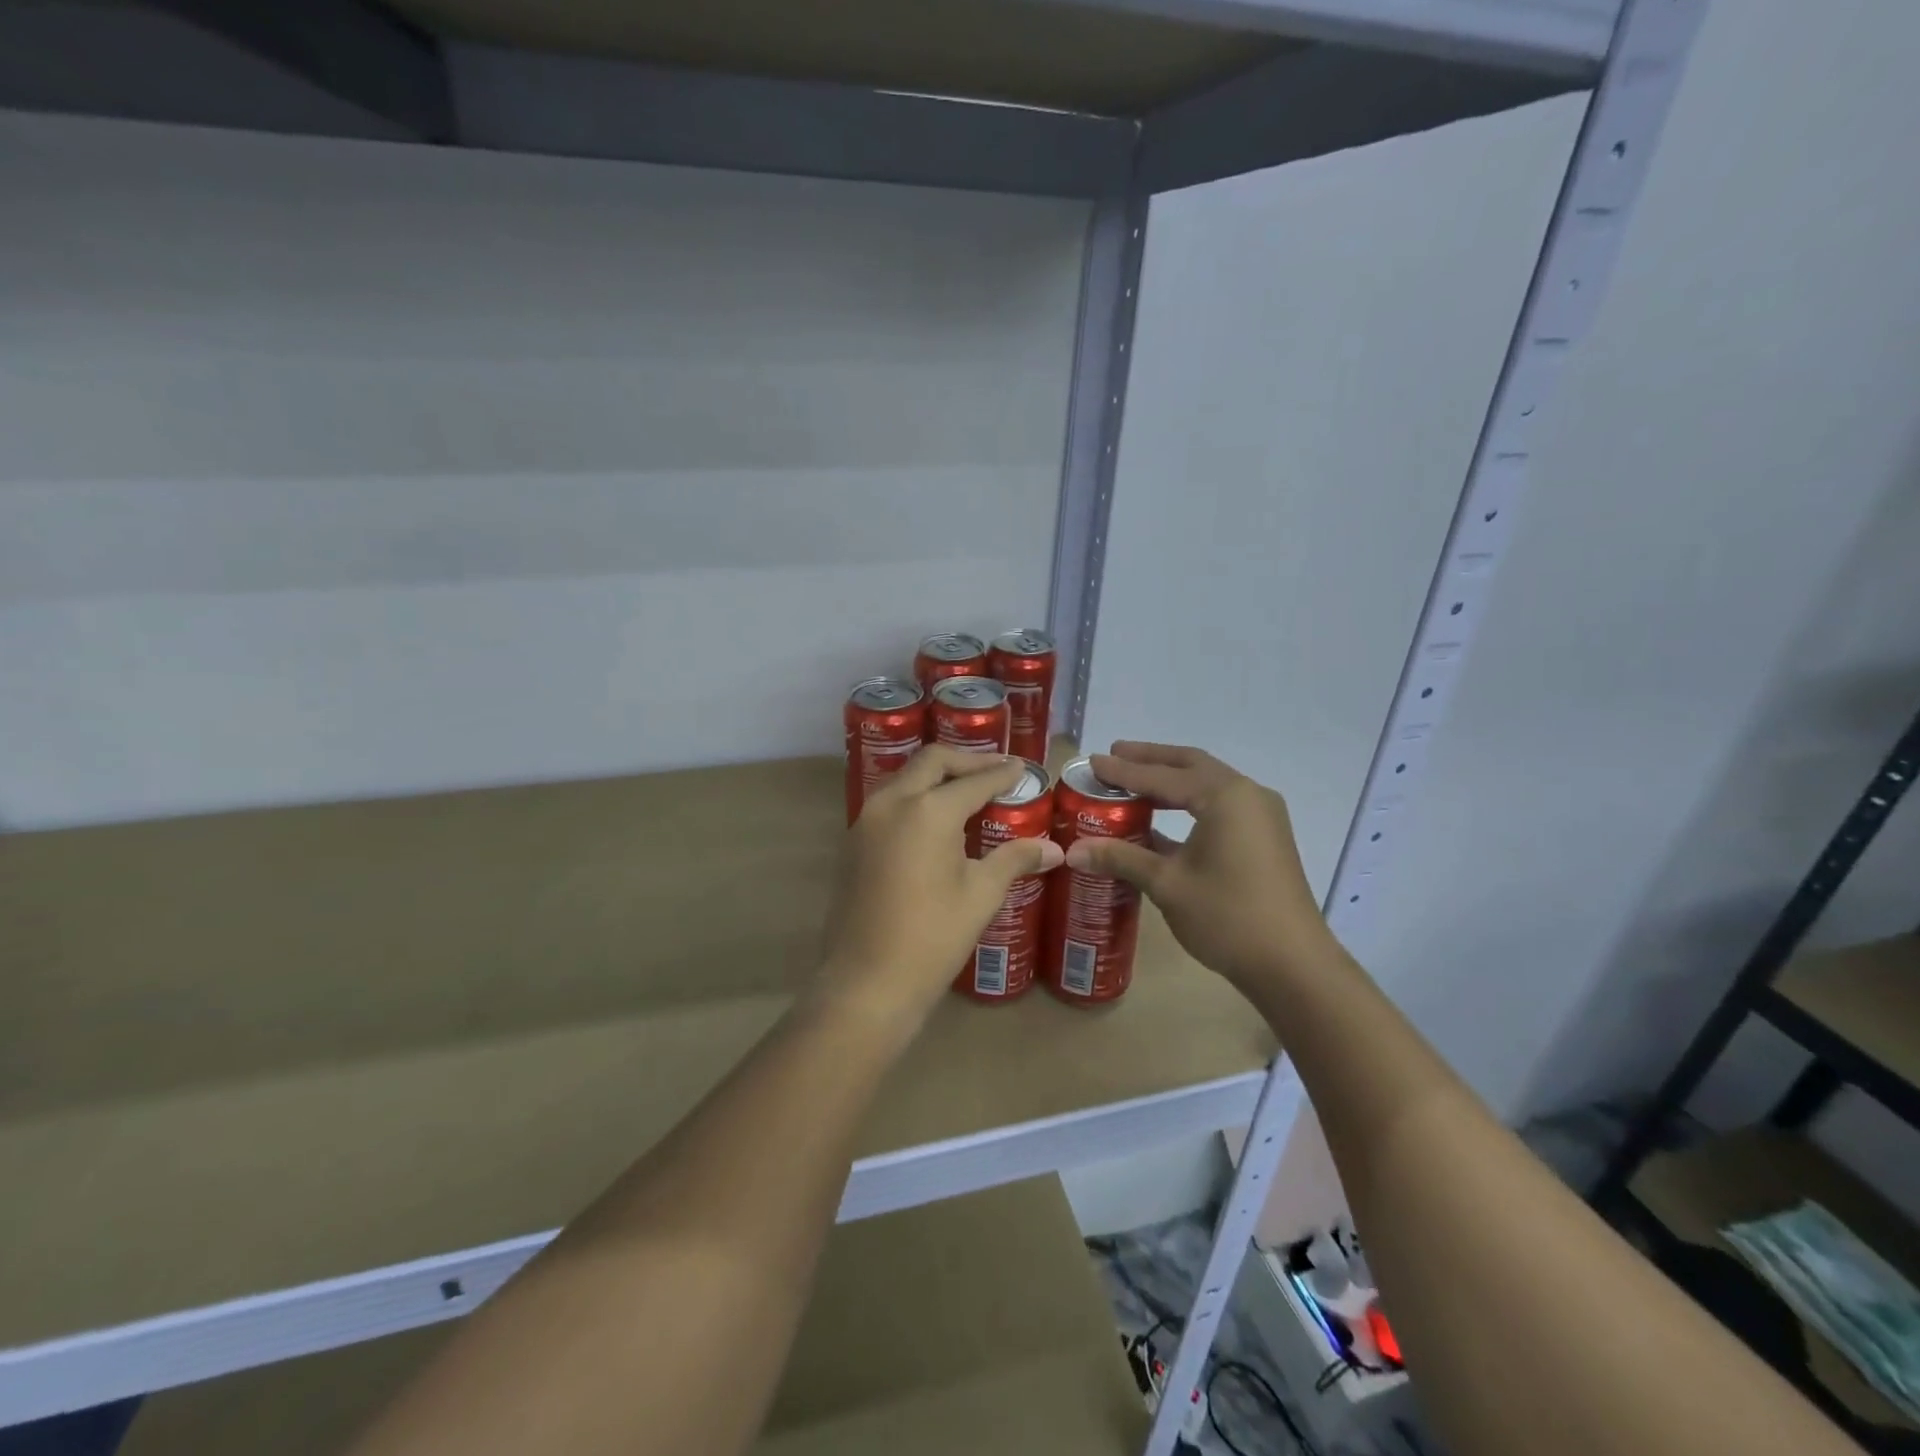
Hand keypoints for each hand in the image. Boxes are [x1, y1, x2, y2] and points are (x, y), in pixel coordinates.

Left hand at [813, 747, 1063, 1034]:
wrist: (866, 983)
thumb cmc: (932, 938)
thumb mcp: (980, 895)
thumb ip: (1014, 860)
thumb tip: (1053, 850)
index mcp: (927, 811)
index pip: (973, 781)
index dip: (1001, 774)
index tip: (1021, 768)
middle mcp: (892, 803)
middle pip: (932, 762)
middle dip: (966, 761)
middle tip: (996, 769)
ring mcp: (865, 821)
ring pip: (905, 778)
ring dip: (937, 776)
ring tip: (968, 790)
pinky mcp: (853, 842)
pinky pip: (889, 802)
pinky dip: (916, 797)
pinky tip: (936, 820)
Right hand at [1065, 742, 1330, 992]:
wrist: (1293, 965)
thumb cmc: (1228, 917)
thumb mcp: (1167, 884)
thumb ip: (1121, 858)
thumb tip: (1072, 850)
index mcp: (1224, 796)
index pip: (1162, 776)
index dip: (1123, 771)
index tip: (1092, 762)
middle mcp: (1246, 795)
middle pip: (1190, 765)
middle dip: (1151, 760)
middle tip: (1114, 756)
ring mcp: (1260, 816)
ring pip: (1207, 784)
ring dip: (1170, 780)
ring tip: (1133, 781)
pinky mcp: (1264, 838)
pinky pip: (1219, 806)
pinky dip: (1188, 803)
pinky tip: (1161, 819)